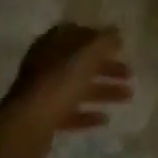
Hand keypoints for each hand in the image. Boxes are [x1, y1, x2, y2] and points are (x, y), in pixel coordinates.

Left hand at [0, 25, 133, 157]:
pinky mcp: (43, 117)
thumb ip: (104, 41)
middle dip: (106, 67)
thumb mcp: (86, 55)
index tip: (117, 46)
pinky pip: (70, 112)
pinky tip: (104, 119)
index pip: (75, 33)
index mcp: (52, 44)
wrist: (27, 125)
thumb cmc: (58, 82)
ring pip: (77, 87)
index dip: (96, 38)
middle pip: (80, 62)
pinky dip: (87, 115)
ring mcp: (43, 92)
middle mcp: (45, 64)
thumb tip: (115, 32)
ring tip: (128, 97)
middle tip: (129, 74)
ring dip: (103, 90)